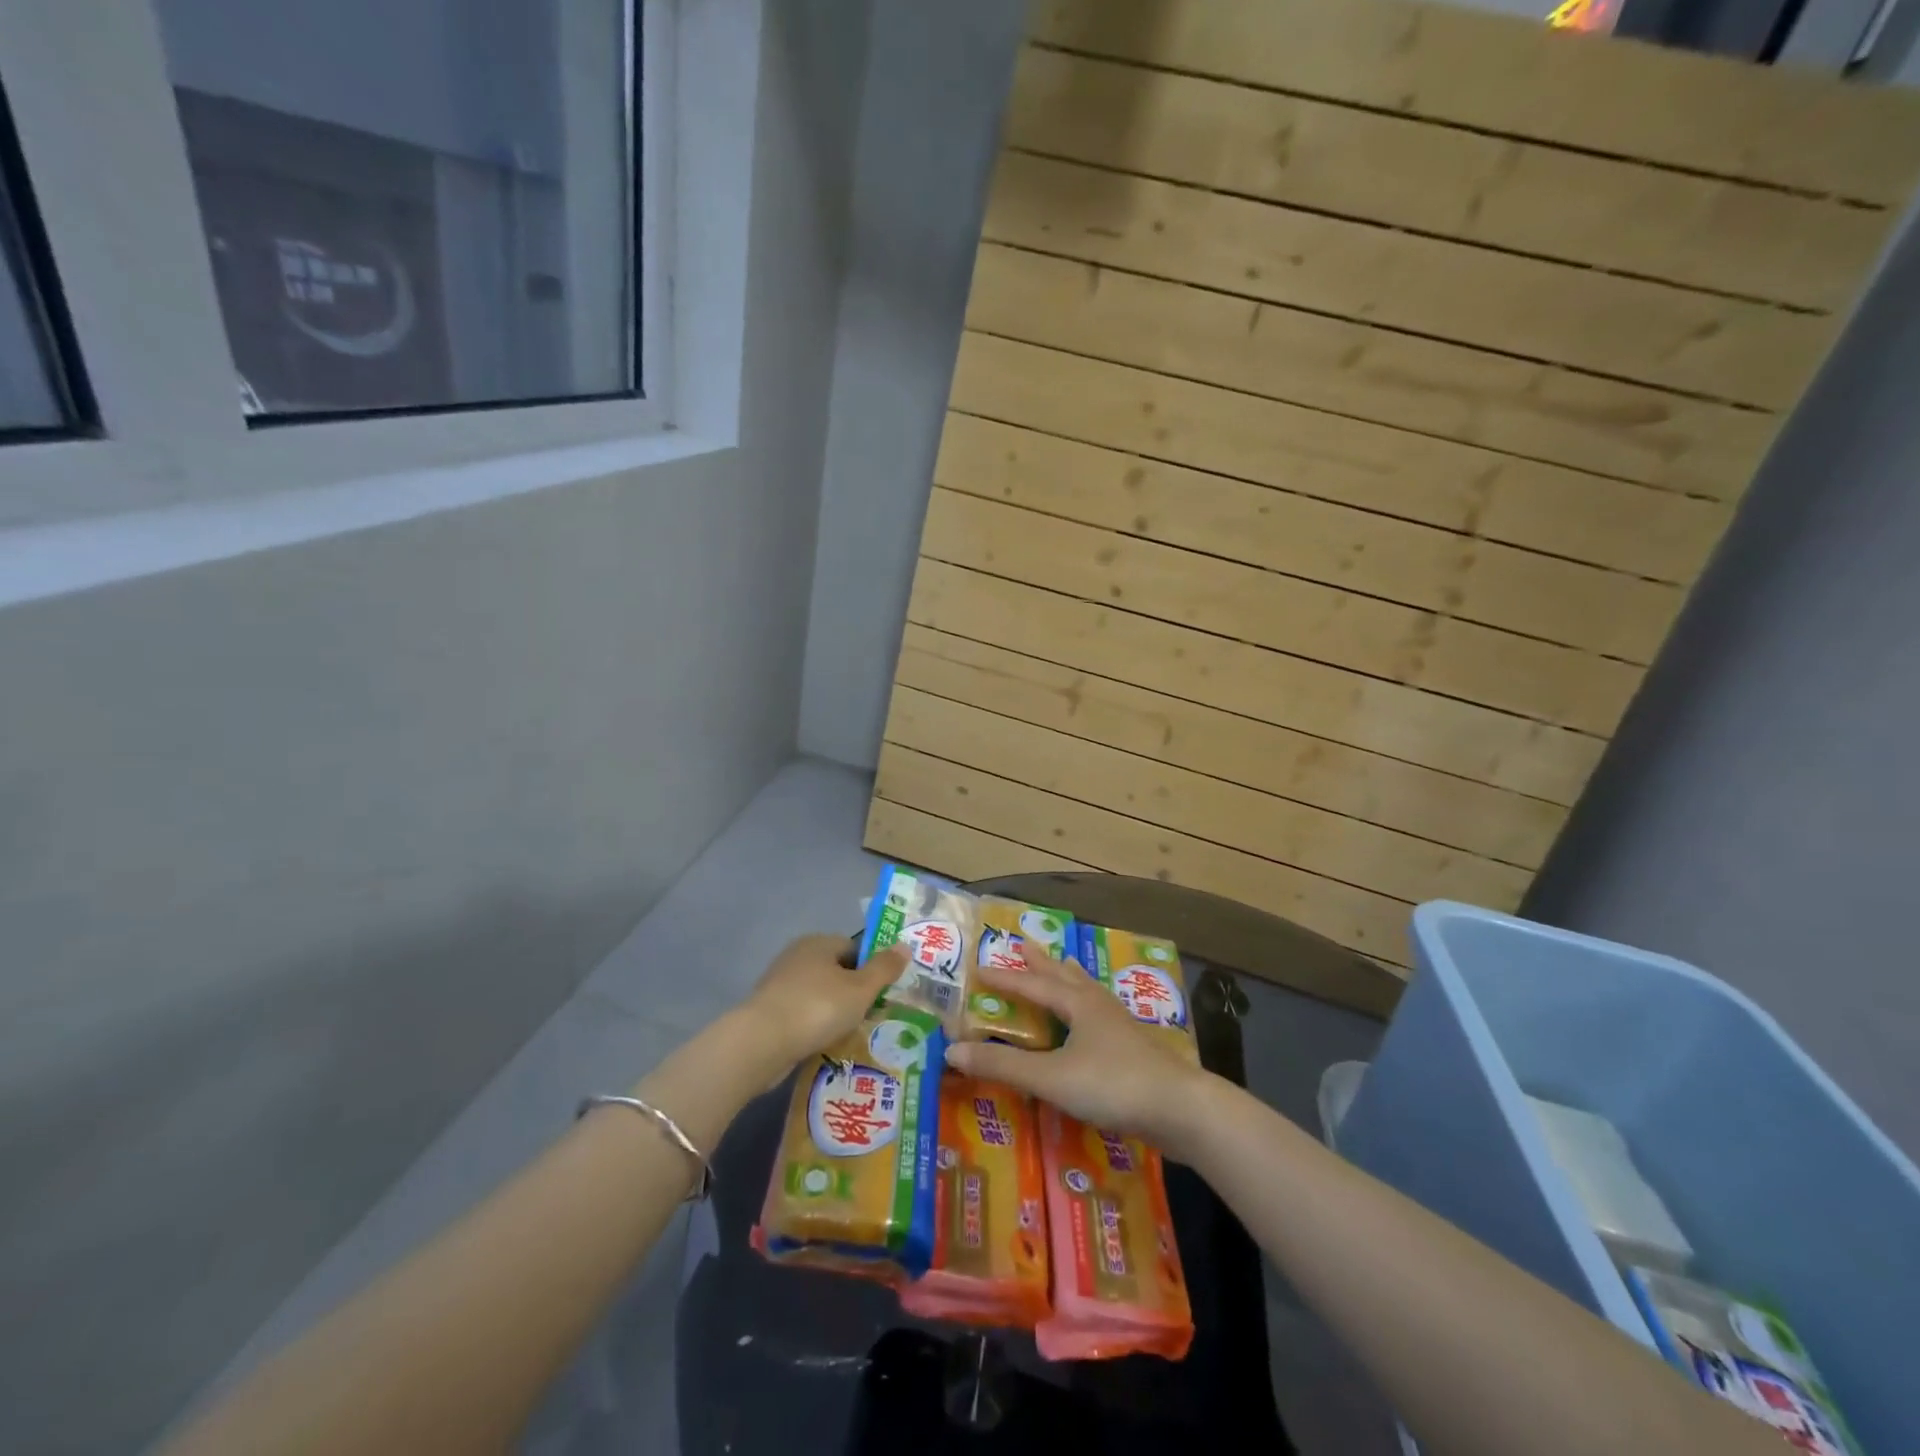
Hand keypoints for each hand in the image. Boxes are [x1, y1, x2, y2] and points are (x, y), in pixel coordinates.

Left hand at [741, 933, 906, 1066]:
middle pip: (836, 971)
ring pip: (818, 994)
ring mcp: (779, 983)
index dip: (871, 969)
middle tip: (870, 1017)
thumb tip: (905, 946)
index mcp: (819, 942)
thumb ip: (884, 968)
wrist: (760, 1043)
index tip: (882, 995)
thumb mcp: (860, 989)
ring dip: (833, 1012)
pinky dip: (813, 1026)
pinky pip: (801, 1014)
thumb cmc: (817, 1008)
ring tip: (849, 1035)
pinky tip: (823, 1044)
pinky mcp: (768, 1010)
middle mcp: (797, 956)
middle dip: (853, 993)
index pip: (854, 948)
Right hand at [946, 948, 1206, 1148]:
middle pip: (1064, 976)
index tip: (980, 967)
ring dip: (1068, 977)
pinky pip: (1099, 1013)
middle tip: (1024, 944)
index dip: (1005, 977)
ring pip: (1087, 991)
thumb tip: (953, 1049)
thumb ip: (1003, 1065)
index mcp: (1078, 1003)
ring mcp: (1120, 1025)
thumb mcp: (1052, 1077)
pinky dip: (1085, 1005)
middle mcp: (1098, 1005)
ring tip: (1061, 966)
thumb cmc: (1113, 1085)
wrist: (1181, 1109)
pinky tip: (1092, 1020)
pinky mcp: (1134, 1048)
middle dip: (1042, 962)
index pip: (1033, 984)